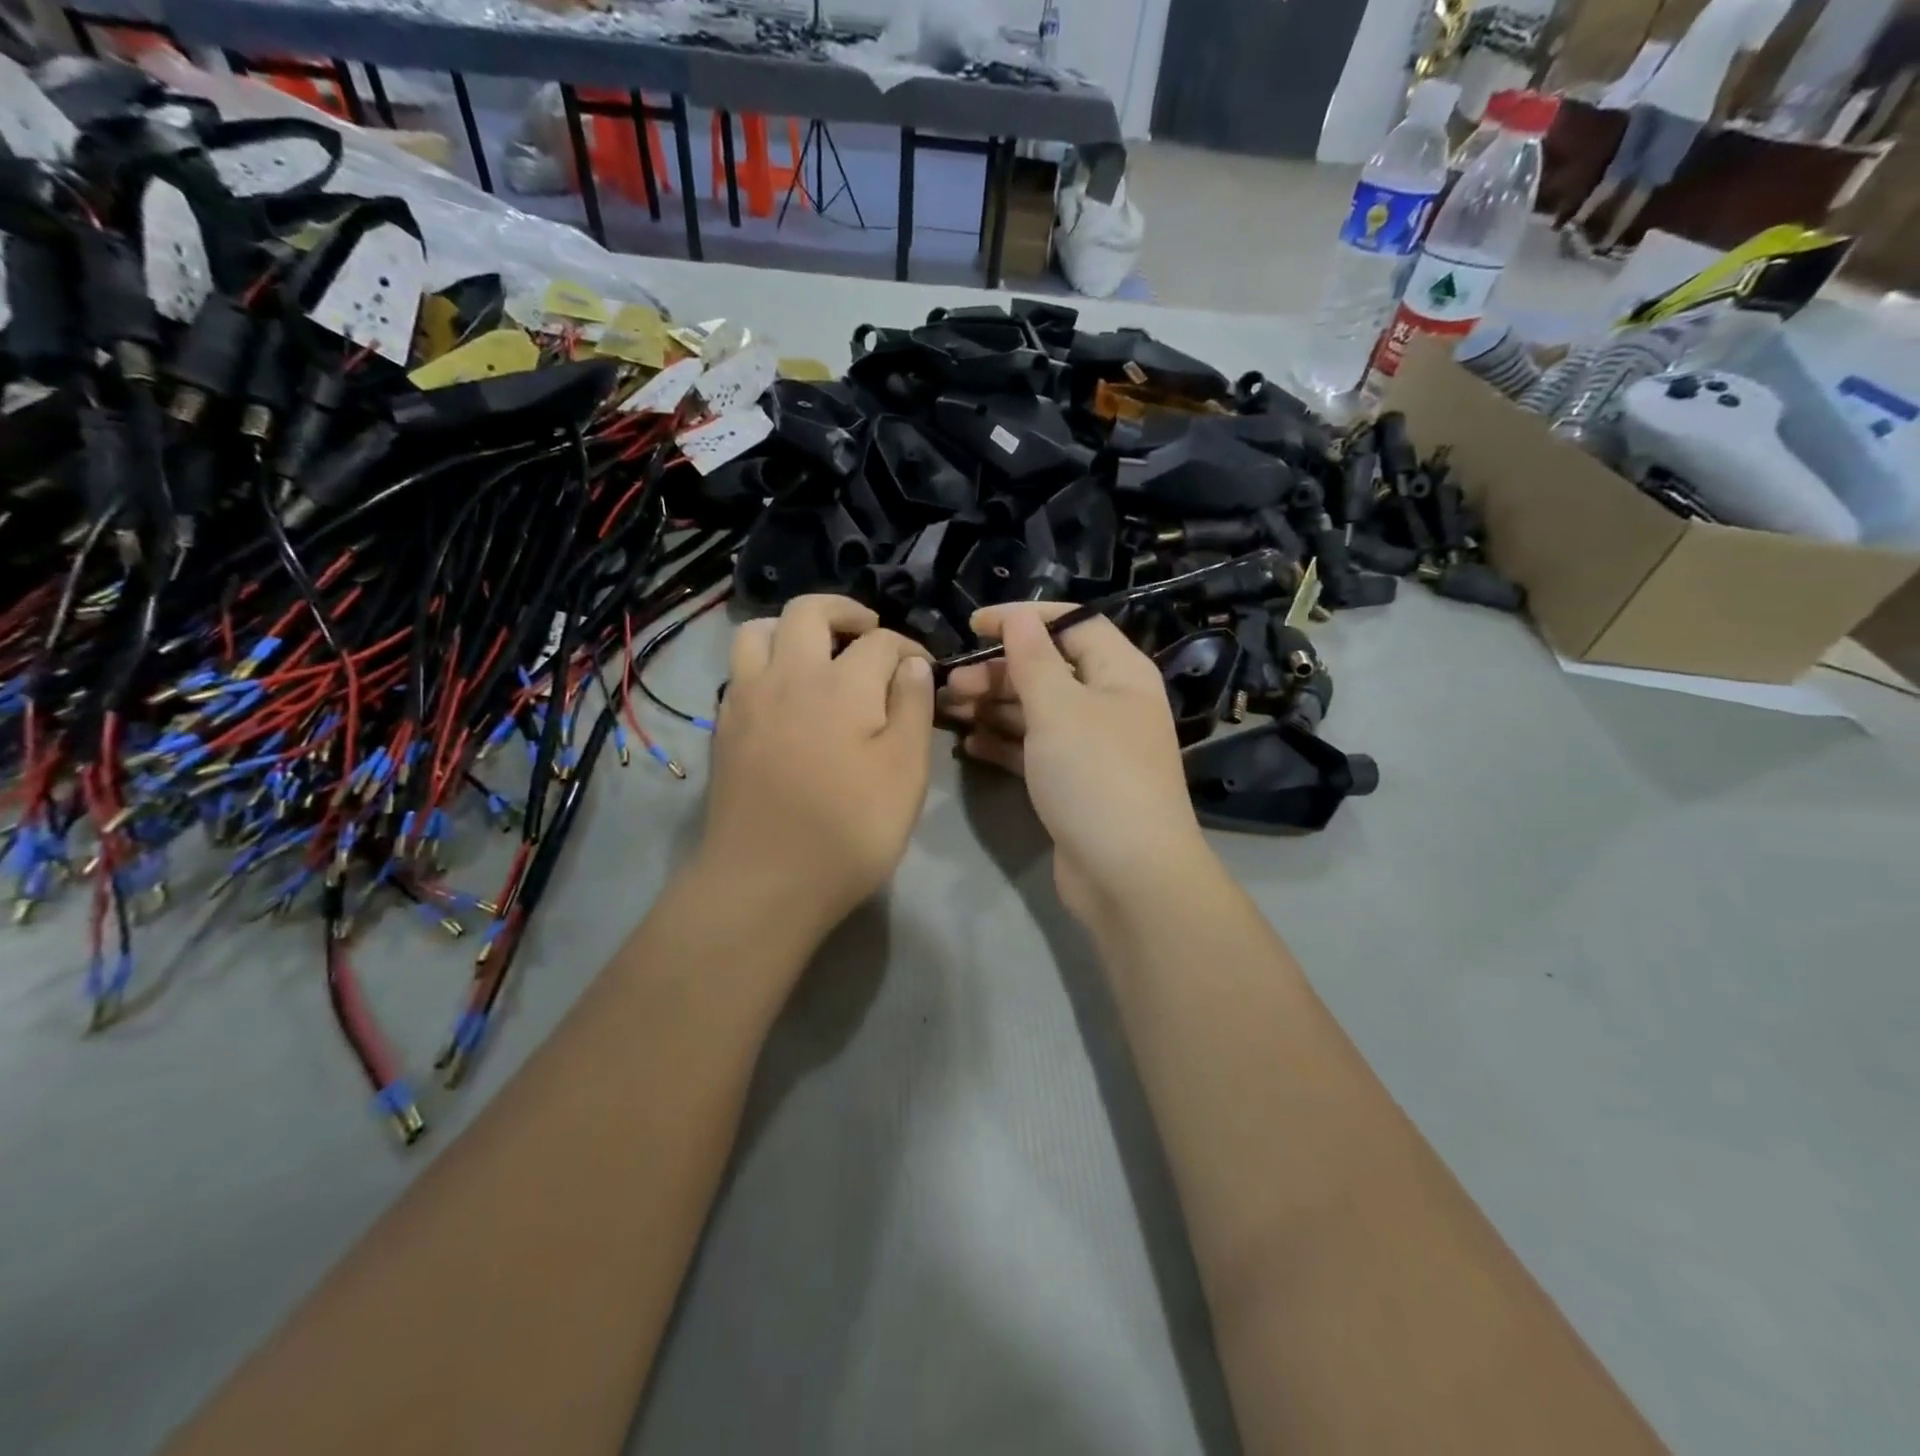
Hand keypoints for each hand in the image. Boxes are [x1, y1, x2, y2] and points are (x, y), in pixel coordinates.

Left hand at [701, 595, 934, 940]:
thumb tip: (911, 664)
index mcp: (842, 684)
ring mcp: (747, 699)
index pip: (881, 642)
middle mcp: (788, 675)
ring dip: (790, 628)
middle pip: (808, 611)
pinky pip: (739, 671)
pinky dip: (764, 664)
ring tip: (816, 652)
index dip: (909, 648)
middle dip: (845, 611)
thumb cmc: (849, 829)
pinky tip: (784, 696)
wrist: (765, 881)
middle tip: (868, 631)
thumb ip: (913, 708)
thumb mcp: (905, 772)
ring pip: (757, 631)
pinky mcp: (724, 728)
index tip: (924, 668)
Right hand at [941, 604, 1212, 921]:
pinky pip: (1034, 749)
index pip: (1072, 624)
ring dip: (994, 706)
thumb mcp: (1059, 708)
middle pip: (1049, 669)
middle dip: (999, 671)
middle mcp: (1109, 703)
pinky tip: (970, 744)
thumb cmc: (1096, 775)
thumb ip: (1032, 659)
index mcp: (1119, 673)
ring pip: (1037, 711)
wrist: (1127, 875)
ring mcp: (1091, 746)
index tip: (974, 624)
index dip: (1024, 619)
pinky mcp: (1073, 782)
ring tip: (950, 709)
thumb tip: (1017, 616)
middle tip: (952, 684)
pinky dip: (1004, 742)